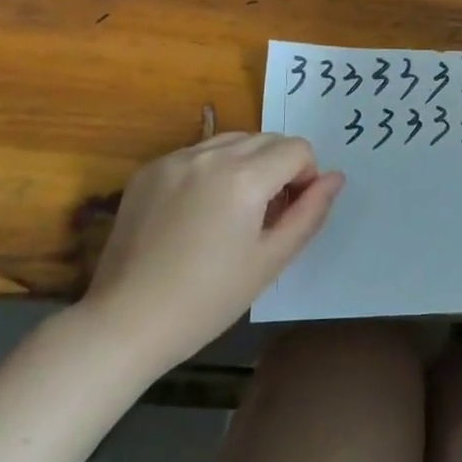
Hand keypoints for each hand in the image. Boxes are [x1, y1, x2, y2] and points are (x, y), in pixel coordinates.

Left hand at [79, 133, 343, 370]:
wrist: (126, 322)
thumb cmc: (207, 300)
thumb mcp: (270, 261)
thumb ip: (309, 213)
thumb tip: (335, 177)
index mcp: (244, 177)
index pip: (297, 148)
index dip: (305, 177)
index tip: (289, 212)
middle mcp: (210, 155)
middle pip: (266, 139)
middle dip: (278, 168)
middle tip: (265, 216)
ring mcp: (175, 158)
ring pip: (232, 140)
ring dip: (246, 163)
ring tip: (232, 211)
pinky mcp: (149, 169)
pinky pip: (197, 152)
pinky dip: (211, 170)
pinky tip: (197, 212)